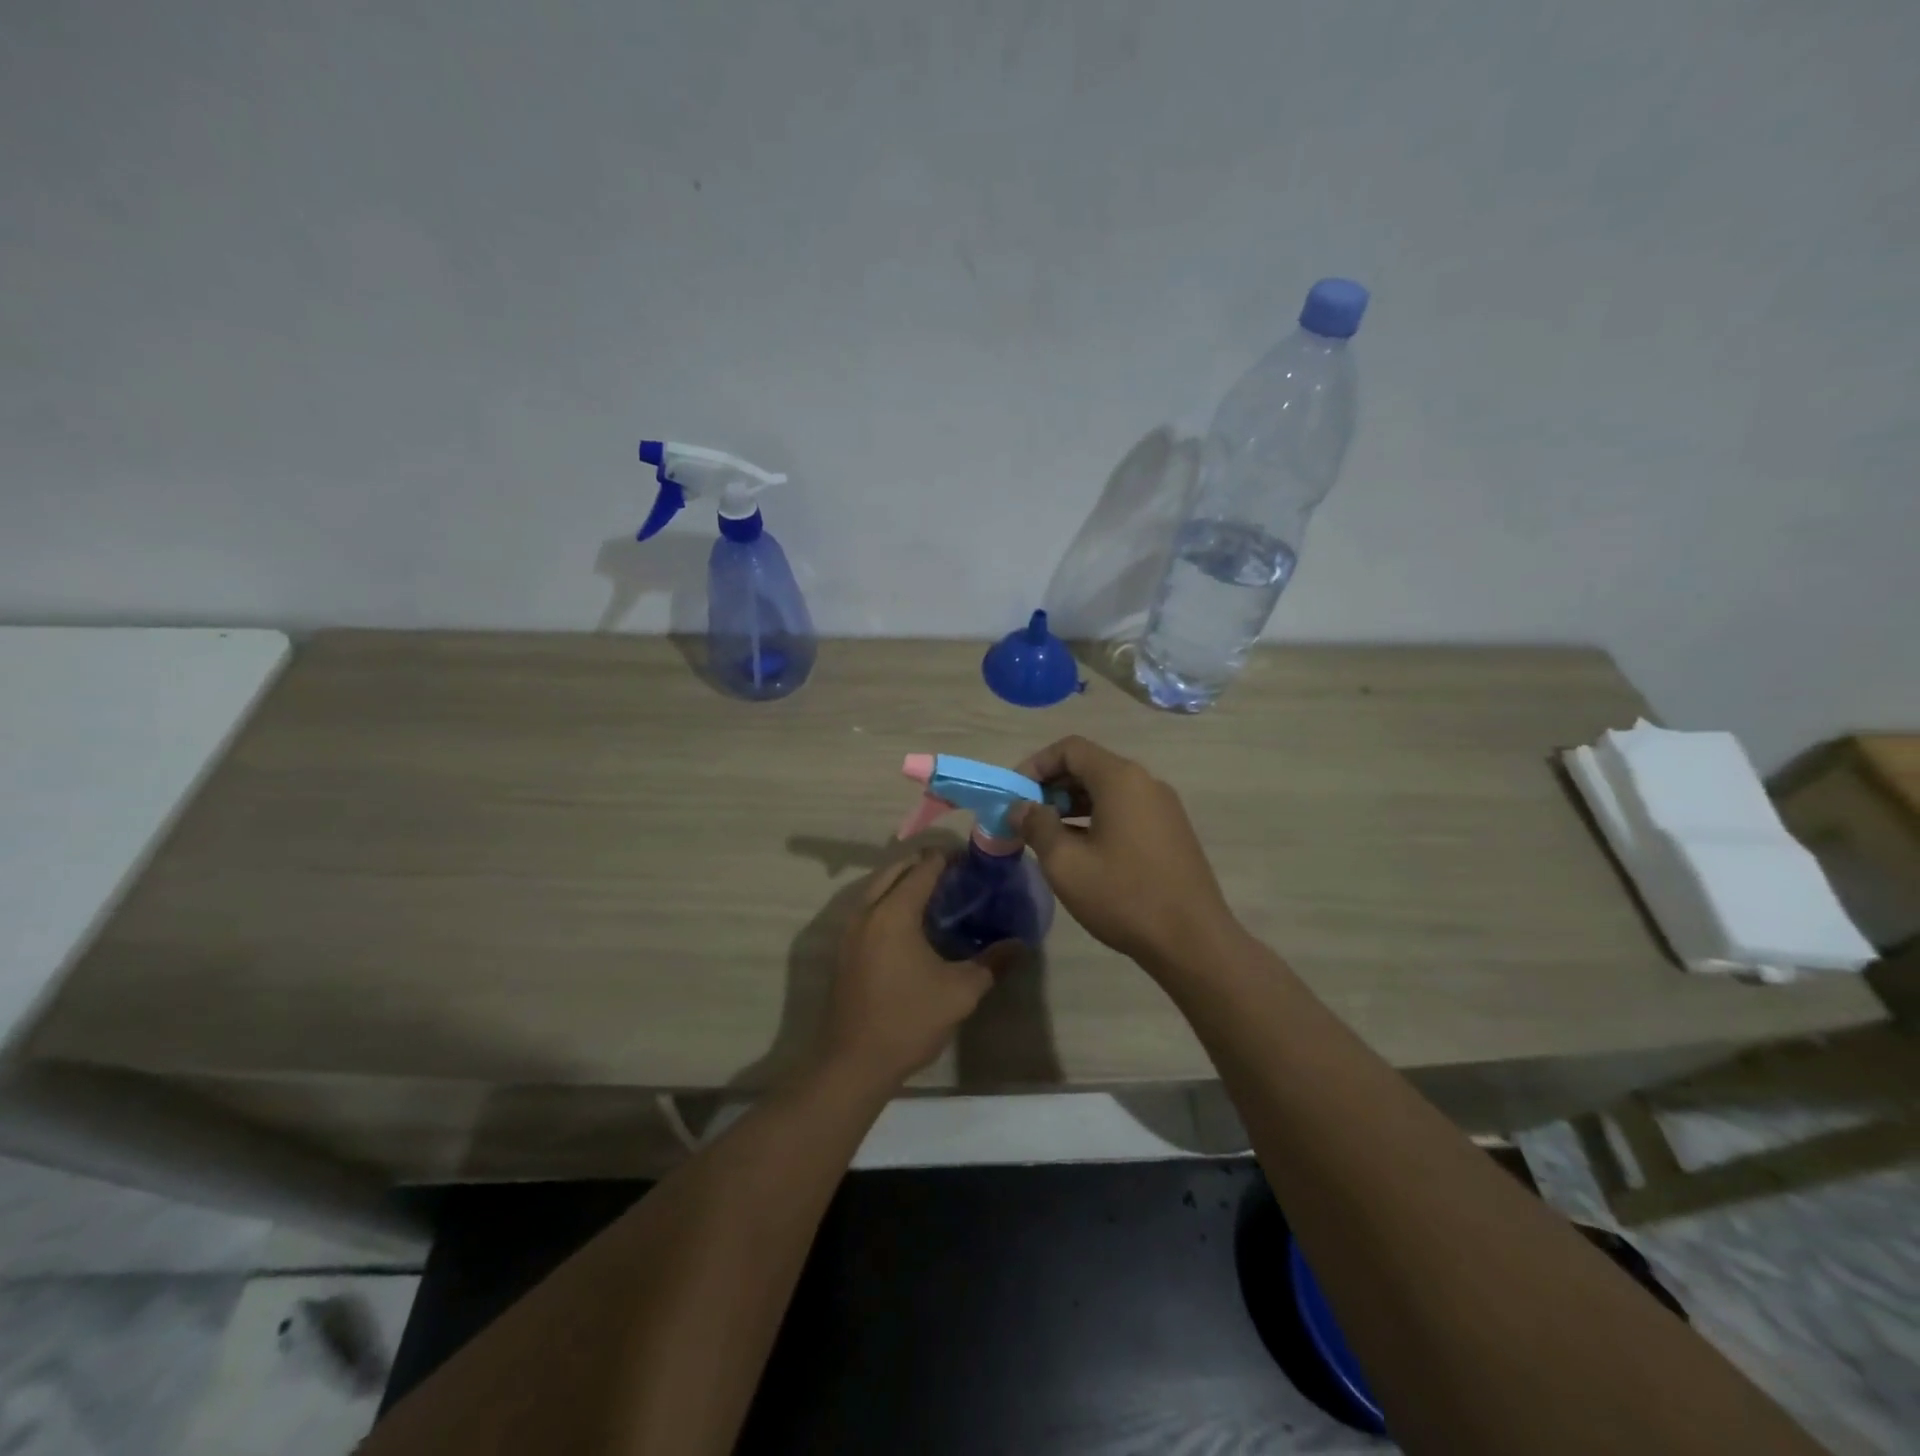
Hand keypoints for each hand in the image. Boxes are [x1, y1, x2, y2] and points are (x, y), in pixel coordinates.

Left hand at [820, 851, 998, 1091]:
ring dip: (904, 881)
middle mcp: (867, 911)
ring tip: (937, 895)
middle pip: (895, 869)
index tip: (973, 861)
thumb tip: (1021, 944)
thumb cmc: (909, 1020)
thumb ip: (992, 963)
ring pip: (877, 887)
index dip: (948, 858)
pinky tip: (912, 923)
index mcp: (894, 913)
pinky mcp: (845, 948)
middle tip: (957, 875)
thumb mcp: (960, 992)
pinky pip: (869, 907)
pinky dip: (889, 900)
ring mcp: (850, 929)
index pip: (923, 868)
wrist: (854, 1062)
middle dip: (924, 864)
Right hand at [1011, 736, 1235, 967]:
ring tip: (1047, 836)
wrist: (1192, 941)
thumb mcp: (1066, 863)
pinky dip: (1096, 818)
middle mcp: (1146, 783)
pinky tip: (1082, 851)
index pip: (1070, 749)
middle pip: (1089, 766)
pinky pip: (1125, 810)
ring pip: (1108, 790)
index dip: (1035, 765)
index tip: (1015, 795)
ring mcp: (1163, 807)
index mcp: (1121, 779)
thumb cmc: (1123, 896)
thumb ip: (1037, 826)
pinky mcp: (1171, 831)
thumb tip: (1021, 807)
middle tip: (1026, 817)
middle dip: (1052, 786)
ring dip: (1072, 804)